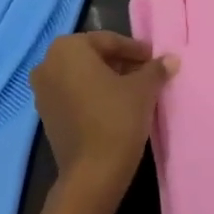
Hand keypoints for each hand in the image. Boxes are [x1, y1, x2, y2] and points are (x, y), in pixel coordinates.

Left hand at [31, 31, 175, 193]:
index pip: (108, 41)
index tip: (155, 60)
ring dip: (108, 80)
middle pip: (92, 56)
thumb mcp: (143, 89)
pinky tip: (116, 107)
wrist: (93, 172)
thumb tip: (171, 59)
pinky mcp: (46, 115)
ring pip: (82, 76)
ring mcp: (42, 91)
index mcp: (67, 48)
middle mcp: (47, 64)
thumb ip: (155, 69)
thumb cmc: (117, 118)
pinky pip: (73, 95)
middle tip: (147, 74)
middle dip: (120, 64)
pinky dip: (93, 95)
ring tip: (135, 91)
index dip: (135, 50)